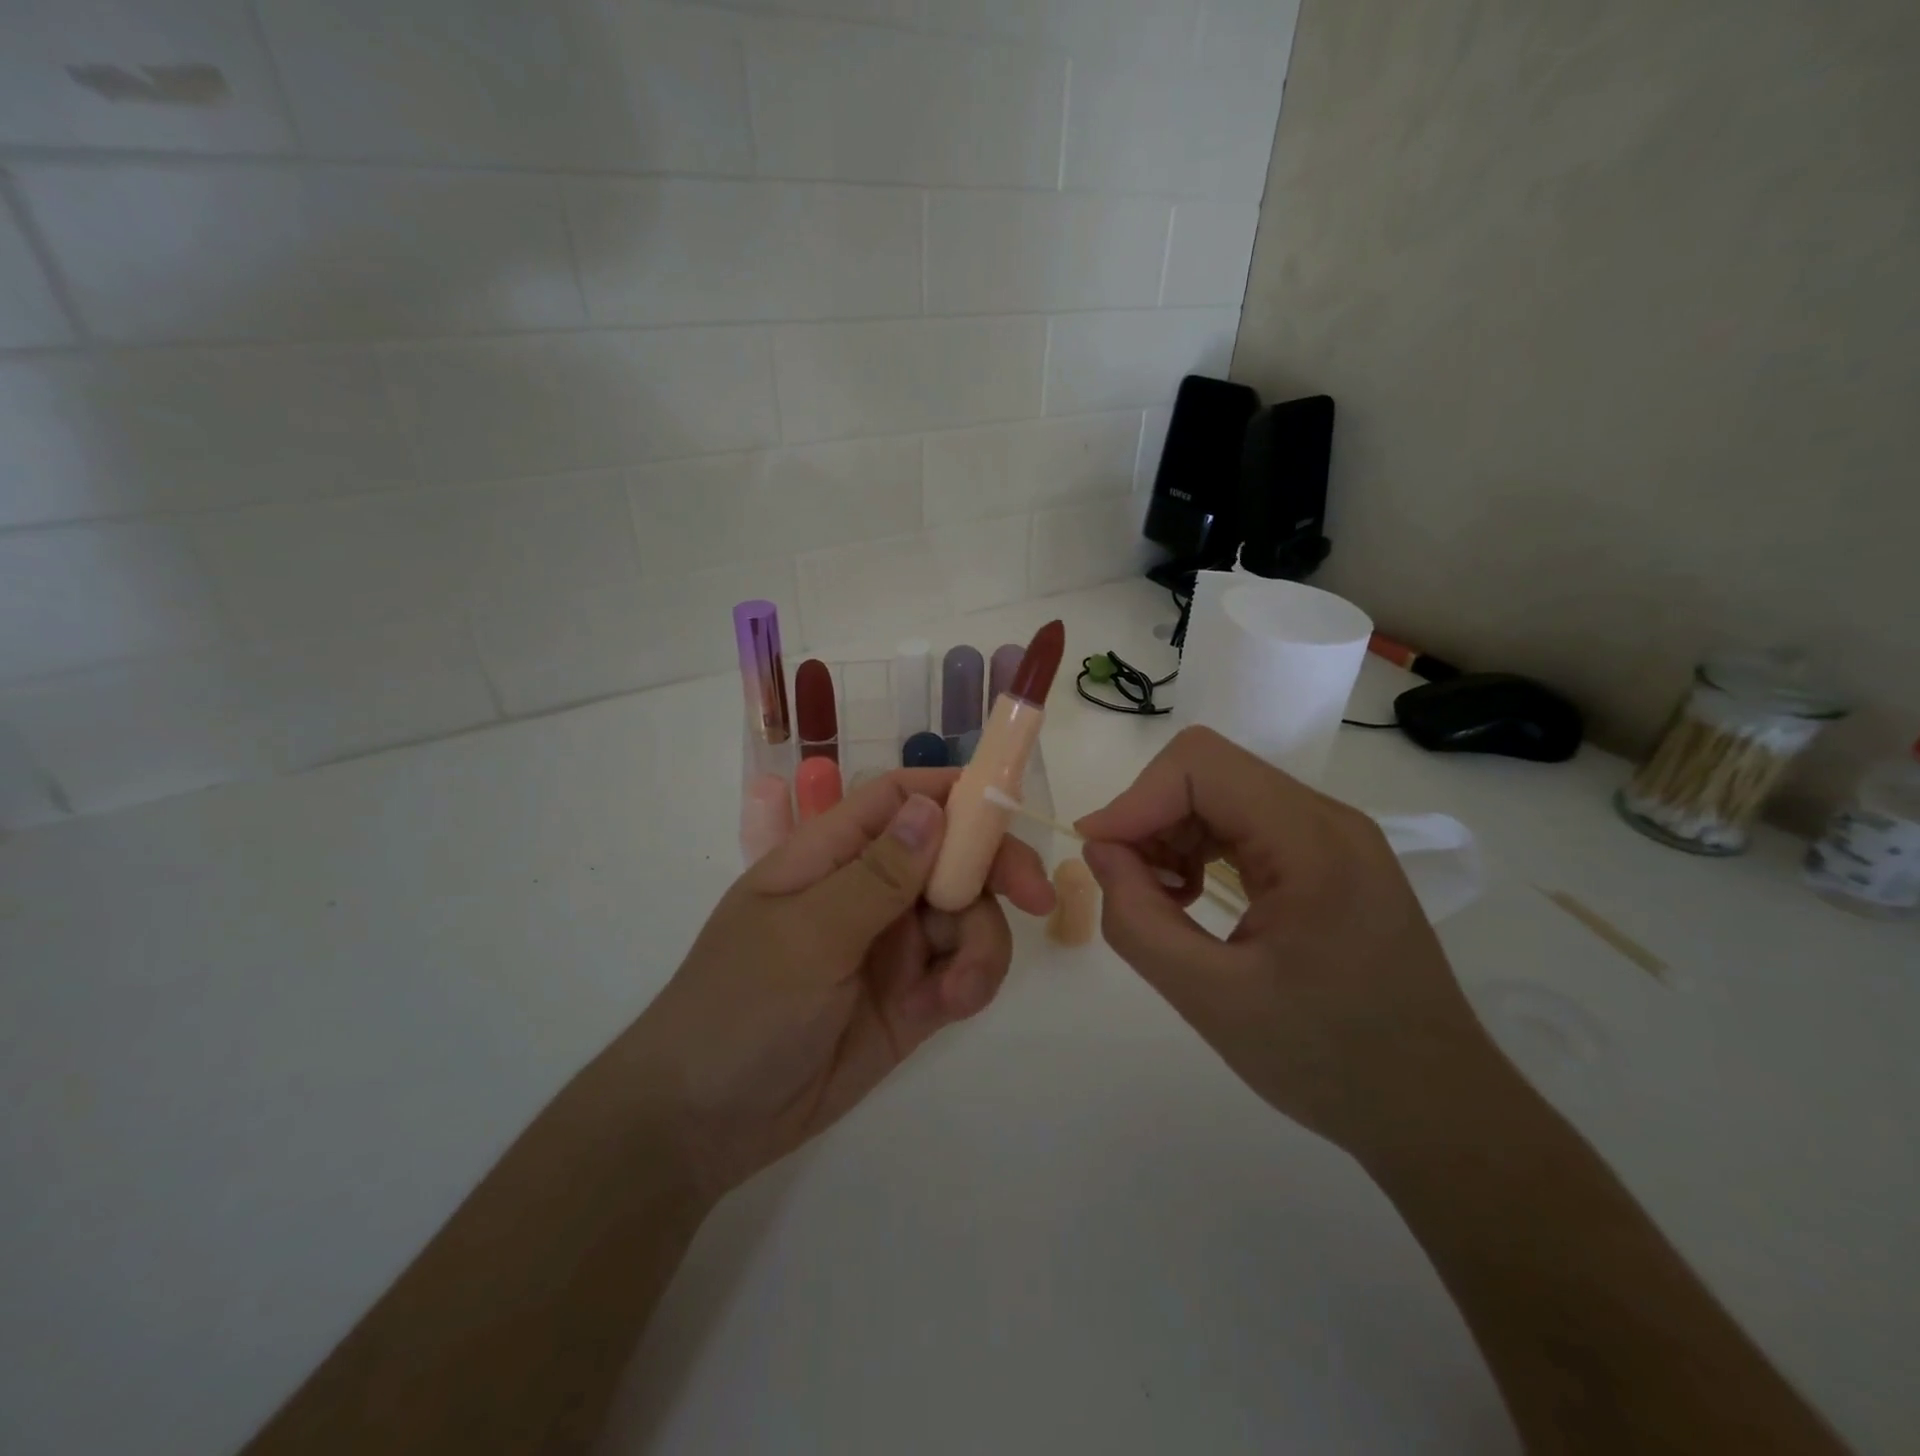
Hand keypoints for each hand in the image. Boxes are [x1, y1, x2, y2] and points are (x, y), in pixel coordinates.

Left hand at [619, 770, 1054, 1198]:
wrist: (705, 1123)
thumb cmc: (740, 1006)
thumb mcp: (807, 935)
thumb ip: (876, 876)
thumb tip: (933, 807)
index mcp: (832, 854)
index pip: (901, 798)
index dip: (956, 792)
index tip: (1012, 804)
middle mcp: (870, 889)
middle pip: (951, 854)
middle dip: (996, 869)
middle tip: (1037, 897)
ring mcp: (893, 945)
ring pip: (967, 916)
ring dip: (981, 944)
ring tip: (960, 989)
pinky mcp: (912, 998)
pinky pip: (962, 971)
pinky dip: (972, 981)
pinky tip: (953, 1005)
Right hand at [1074, 726, 1501, 1157]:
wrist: (1436, 1110)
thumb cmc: (1327, 1061)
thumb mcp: (1211, 1000)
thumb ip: (1138, 920)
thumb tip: (1100, 852)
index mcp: (1312, 842)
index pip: (1200, 765)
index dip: (1135, 799)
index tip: (1098, 855)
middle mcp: (1328, 819)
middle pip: (1210, 773)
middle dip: (1152, 818)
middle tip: (1130, 887)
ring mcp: (1334, 837)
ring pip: (1224, 794)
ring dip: (1173, 834)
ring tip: (1163, 901)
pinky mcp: (1330, 859)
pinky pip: (1247, 824)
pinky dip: (1202, 848)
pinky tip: (1195, 899)